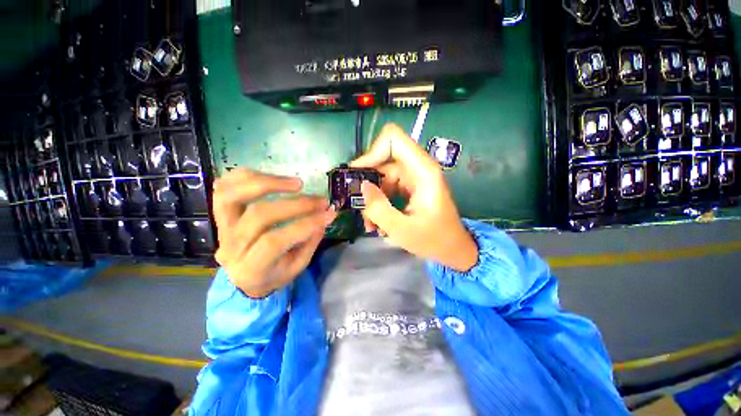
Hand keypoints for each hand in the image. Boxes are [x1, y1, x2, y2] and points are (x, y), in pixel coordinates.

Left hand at [213, 169, 336, 297]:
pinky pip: (224, 186)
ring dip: (268, 183)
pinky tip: (272, 177)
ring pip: (232, 195)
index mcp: (251, 268)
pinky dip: (247, 176)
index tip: (329, 213)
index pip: (275, 241)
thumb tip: (325, 214)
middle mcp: (231, 246)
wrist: (243, 277)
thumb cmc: (274, 273)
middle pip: (259, 215)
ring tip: (297, 183)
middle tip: (321, 200)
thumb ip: (310, 241)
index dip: (305, 224)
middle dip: (296, 204)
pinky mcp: (220, 213)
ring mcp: (222, 227)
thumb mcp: (297, 267)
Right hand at [351, 123, 477, 271]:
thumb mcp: (401, 229)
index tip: (358, 176)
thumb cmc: (433, 240)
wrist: (453, 249)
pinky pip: (388, 186)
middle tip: (359, 205)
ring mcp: (414, 177)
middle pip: (383, 159)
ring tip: (370, 222)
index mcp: (422, 171)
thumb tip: (362, 186)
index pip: (393, 139)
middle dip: (368, 182)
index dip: (372, 152)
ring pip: (382, 175)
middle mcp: (418, 168)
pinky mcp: (410, 187)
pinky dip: (379, 201)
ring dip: (372, 197)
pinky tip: (378, 221)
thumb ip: (378, 208)